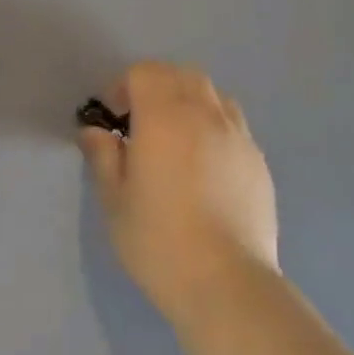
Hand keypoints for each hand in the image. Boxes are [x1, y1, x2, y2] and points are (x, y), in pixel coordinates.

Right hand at [78, 62, 278, 319]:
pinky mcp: (258, 162)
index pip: (145, 73)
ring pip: (213, 96)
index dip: (122, 86)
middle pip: (182, 75)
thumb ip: (103, 155)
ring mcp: (239, 137)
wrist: (224, 281)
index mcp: (165, 118)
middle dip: (156, 87)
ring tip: (172, 140)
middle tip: (138, 123)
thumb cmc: (157, 239)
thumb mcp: (114, 199)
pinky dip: (212, 127)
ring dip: (187, 103)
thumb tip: (95, 132)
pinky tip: (201, 167)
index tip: (111, 119)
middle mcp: (206, 116)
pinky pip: (233, 125)